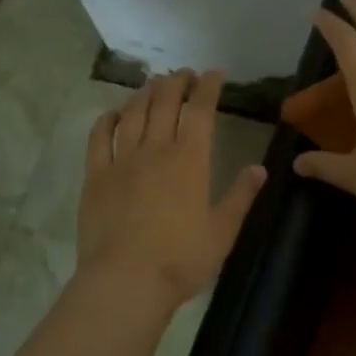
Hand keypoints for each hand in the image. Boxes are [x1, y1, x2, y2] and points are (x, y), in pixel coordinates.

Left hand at [77, 69, 267, 305]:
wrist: (125, 282)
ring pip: (133, 112)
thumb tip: (259, 168)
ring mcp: (122, 160)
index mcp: (190, 159)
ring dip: (145, 93)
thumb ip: (241, 196)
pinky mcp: (96, 176)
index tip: (215, 73)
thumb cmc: (181, 260)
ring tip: (154, 84)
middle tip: (184, 74)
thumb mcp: (223, 232)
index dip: (209, 86)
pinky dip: (108, 119)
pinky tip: (114, 113)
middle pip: (165, 102)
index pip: (201, 109)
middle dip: (177, 81)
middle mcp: (156, 149)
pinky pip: (99, 137)